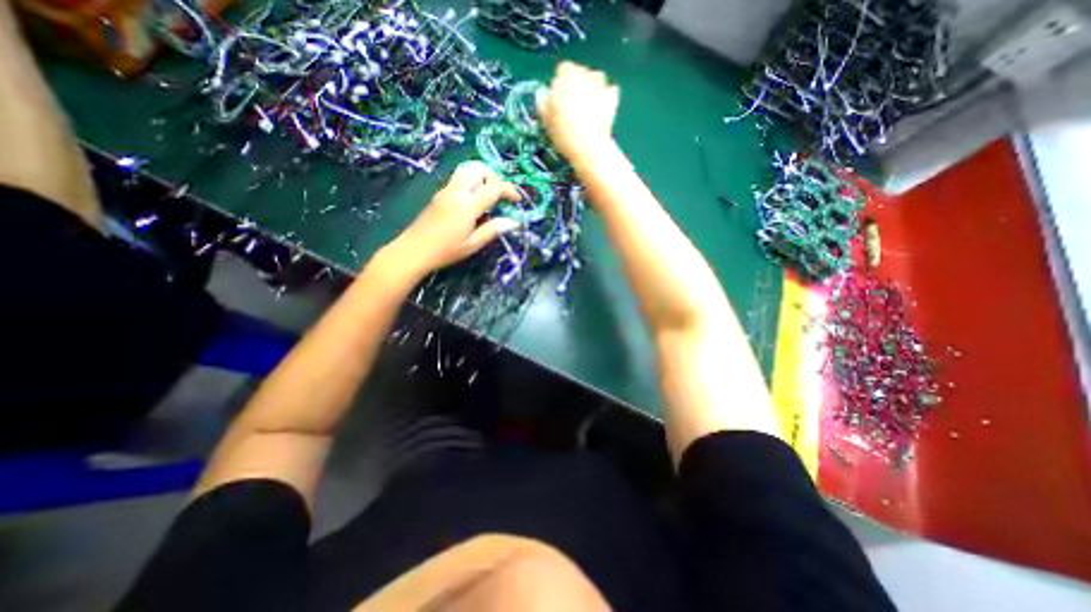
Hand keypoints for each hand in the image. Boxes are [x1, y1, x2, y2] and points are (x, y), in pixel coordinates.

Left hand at [380, 161, 520, 277]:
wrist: (413, 250)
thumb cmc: (445, 251)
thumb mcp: (473, 244)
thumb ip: (493, 230)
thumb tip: (514, 222)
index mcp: (468, 205)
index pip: (494, 187)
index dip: (509, 190)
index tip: (517, 201)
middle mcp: (457, 191)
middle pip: (479, 169)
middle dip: (494, 176)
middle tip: (501, 193)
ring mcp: (446, 190)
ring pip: (467, 170)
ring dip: (482, 176)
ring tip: (489, 194)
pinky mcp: (439, 194)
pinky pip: (459, 179)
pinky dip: (472, 182)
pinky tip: (474, 201)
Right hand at [535, 61, 616, 162]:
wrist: (588, 145)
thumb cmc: (563, 131)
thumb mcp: (545, 117)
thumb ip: (543, 100)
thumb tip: (543, 93)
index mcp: (566, 74)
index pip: (563, 70)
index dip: (560, 83)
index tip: (558, 98)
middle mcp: (585, 73)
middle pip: (580, 73)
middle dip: (577, 85)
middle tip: (572, 106)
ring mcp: (601, 85)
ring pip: (596, 79)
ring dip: (592, 88)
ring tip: (586, 108)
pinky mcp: (612, 97)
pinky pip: (609, 92)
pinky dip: (605, 97)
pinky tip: (600, 111)